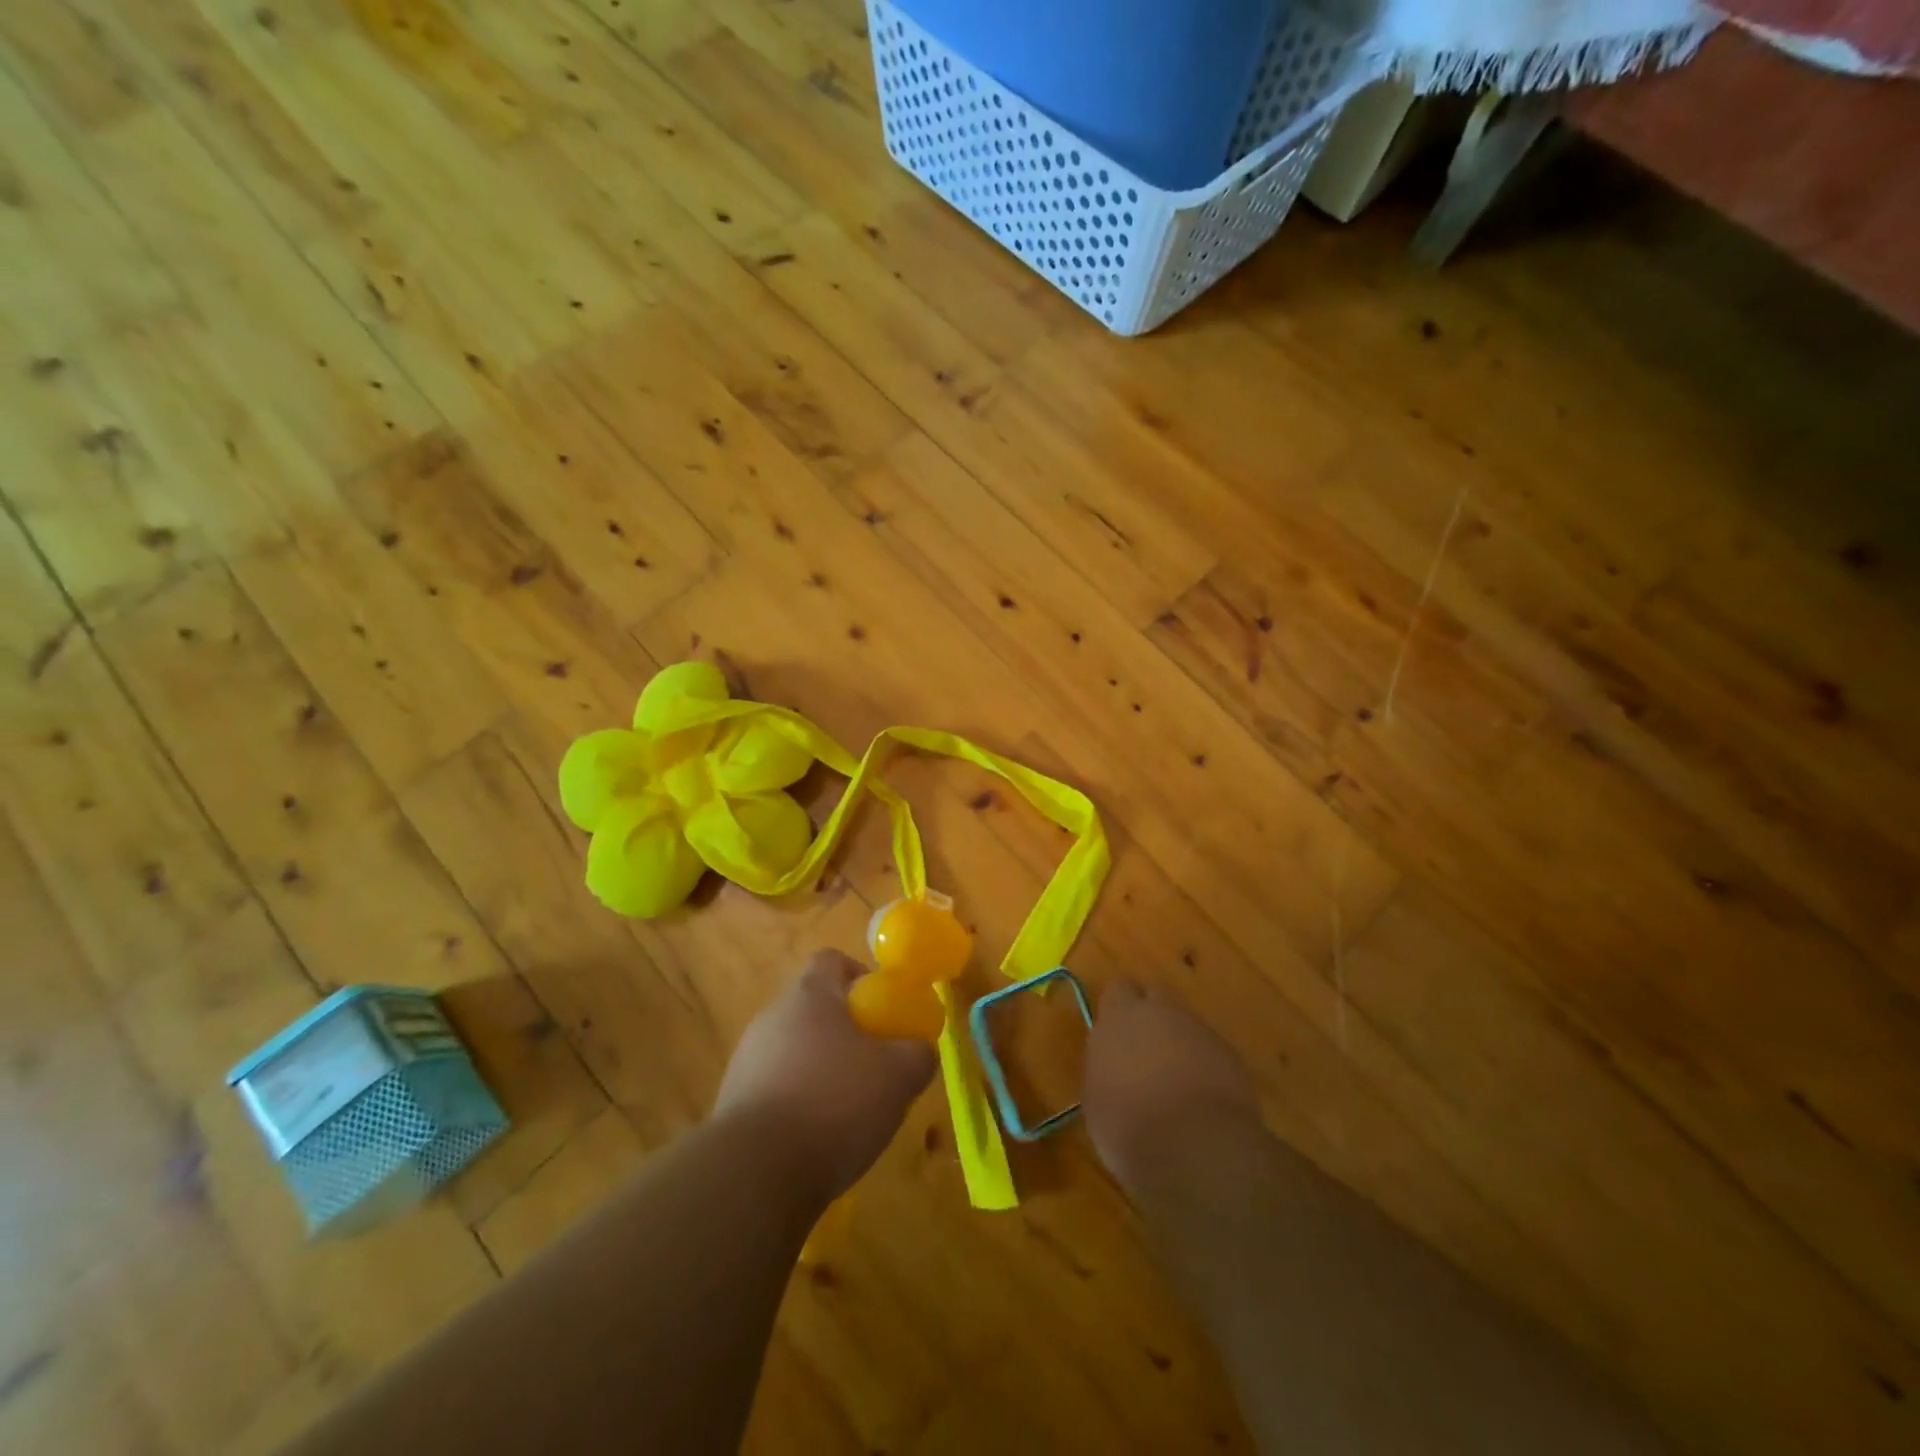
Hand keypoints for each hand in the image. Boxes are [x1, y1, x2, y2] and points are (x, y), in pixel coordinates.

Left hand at [713, 949, 937, 1200]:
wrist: (756, 1171)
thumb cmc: (835, 1103)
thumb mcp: (898, 1077)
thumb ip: (917, 1054)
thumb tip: (919, 1049)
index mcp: (810, 995)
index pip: (832, 961)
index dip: (861, 978)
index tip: (882, 1011)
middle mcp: (773, 1015)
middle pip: (814, 1007)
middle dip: (845, 1031)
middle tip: (874, 1064)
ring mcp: (747, 1058)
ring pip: (795, 1049)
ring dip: (821, 1069)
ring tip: (849, 1109)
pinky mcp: (733, 1100)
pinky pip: (776, 1087)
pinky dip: (798, 1103)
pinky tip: (817, 1137)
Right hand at [1083, 981, 1260, 1192]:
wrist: (1195, 1146)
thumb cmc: (1129, 1125)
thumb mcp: (1097, 1099)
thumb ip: (1105, 1068)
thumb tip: (1115, 1069)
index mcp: (1119, 1017)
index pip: (1118, 990)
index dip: (1119, 1009)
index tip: (1116, 1035)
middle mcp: (1160, 1012)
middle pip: (1156, 997)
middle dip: (1151, 1017)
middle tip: (1145, 1052)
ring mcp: (1199, 1031)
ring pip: (1186, 1025)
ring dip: (1180, 1044)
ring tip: (1175, 1084)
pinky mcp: (1230, 1055)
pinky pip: (1211, 1052)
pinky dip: (1205, 1068)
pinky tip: (1202, 1102)